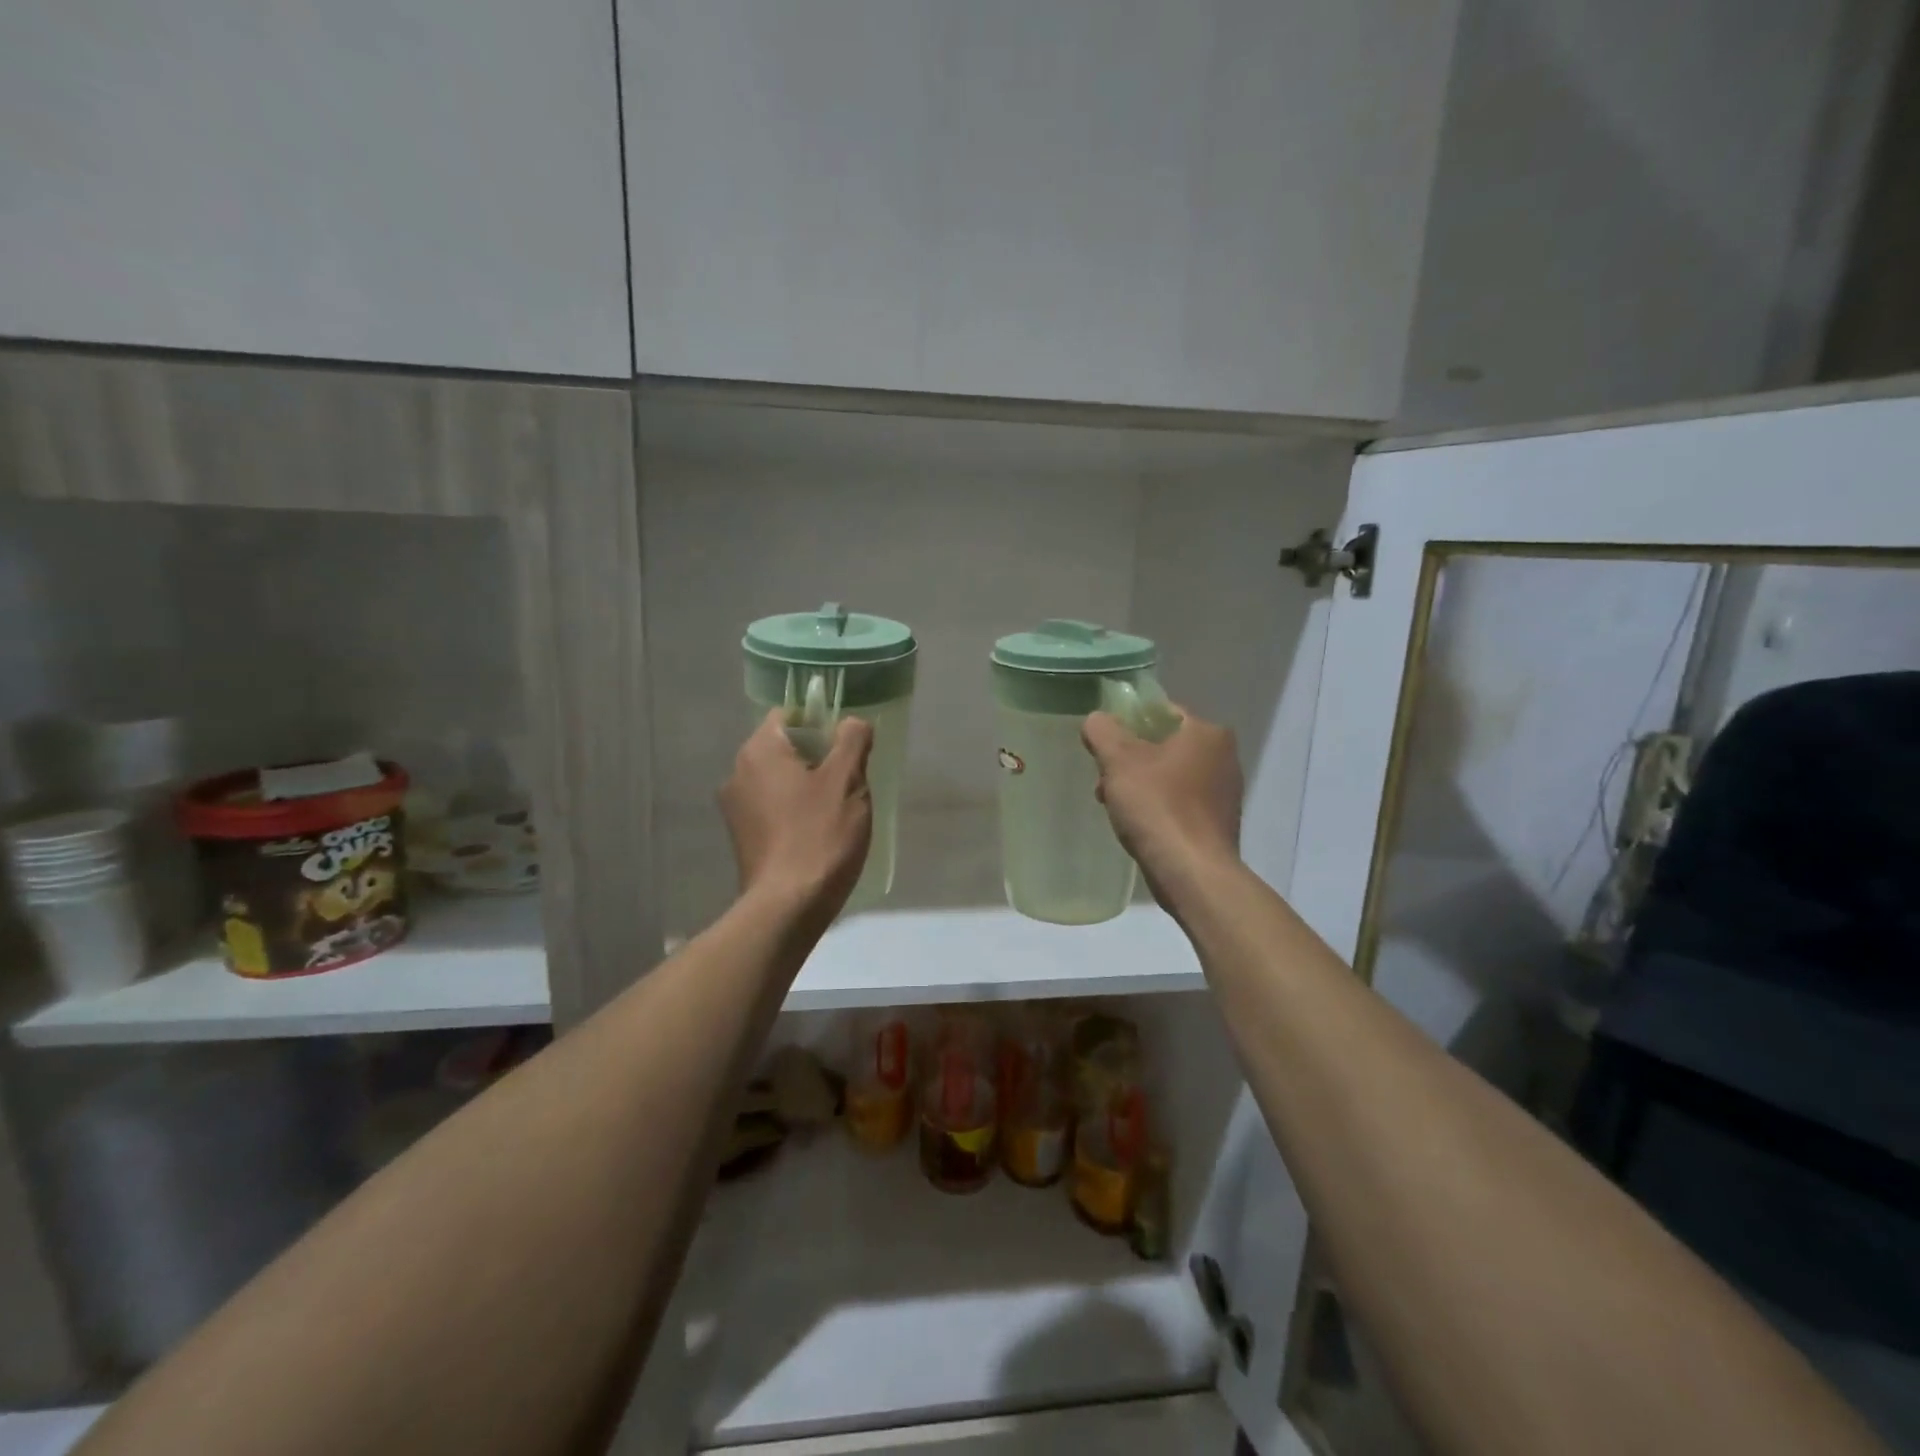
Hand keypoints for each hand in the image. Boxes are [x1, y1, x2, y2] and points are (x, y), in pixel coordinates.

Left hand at [720, 711, 874, 914]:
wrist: (788, 906)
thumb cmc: (819, 835)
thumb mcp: (847, 781)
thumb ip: (852, 740)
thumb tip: (851, 722)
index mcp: (759, 751)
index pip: (789, 715)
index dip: (821, 723)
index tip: (847, 747)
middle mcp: (738, 773)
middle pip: (784, 748)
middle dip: (819, 758)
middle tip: (850, 781)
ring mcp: (736, 809)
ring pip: (780, 781)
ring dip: (808, 787)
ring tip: (837, 811)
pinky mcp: (742, 838)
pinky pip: (773, 809)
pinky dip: (795, 812)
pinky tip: (818, 833)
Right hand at [1081, 706, 1241, 906]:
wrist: (1192, 873)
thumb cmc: (1158, 807)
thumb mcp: (1119, 761)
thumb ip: (1103, 731)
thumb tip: (1097, 719)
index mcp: (1207, 733)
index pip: (1162, 712)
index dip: (1128, 723)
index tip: (1104, 745)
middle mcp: (1224, 758)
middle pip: (1164, 747)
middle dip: (1130, 762)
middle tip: (1104, 781)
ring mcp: (1224, 794)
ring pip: (1169, 777)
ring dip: (1139, 787)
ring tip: (1114, 807)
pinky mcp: (1217, 824)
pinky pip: (1179, 805)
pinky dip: (1157, 809)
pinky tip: (1138, 826)